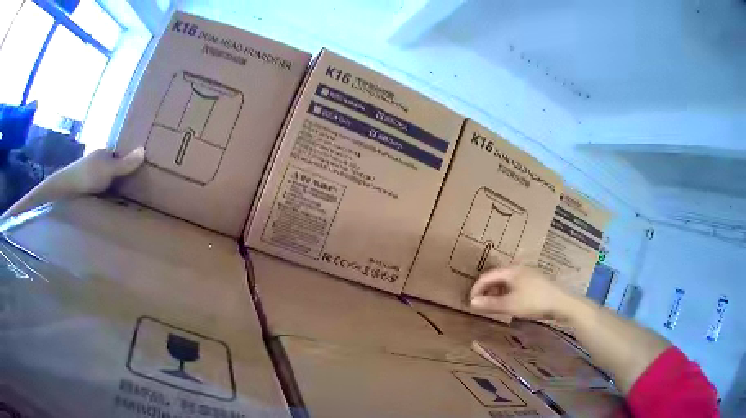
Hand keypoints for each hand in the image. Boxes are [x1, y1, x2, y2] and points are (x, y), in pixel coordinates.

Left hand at [50, 147, 144, 194]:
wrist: (65, 187)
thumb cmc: (88, 175)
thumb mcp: (109, 170)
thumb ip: (125, 164)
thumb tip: (143, 150)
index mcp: (104, 152)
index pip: (119, 154)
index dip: (127, 162)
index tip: (137, 173)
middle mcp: (97, 159)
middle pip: (112, 166)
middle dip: (119, 173)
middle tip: (131, 187)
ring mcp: (89, 171)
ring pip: (104, 176)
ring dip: (110, 184)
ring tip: (120, 197)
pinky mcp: (83, 183)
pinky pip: (97, 185)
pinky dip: (102, 191)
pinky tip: (105, 200)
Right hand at [468, 265, 575, 319]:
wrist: (561, 303)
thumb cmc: (534, 302)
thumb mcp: (510, 305)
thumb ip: (490, 304)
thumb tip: (471, 302)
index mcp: (510, 270)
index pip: (487, 276)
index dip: (476, 289)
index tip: (470, 303)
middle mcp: (518, 268)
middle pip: (496, 277)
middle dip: (486, 290)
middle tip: (480, 304)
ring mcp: (528, 273)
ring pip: (506, 281)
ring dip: (496, 292)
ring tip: (492, 305)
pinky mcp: (534, 281)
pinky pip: (514, 284)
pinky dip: (506, 292)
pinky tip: (508, 303)